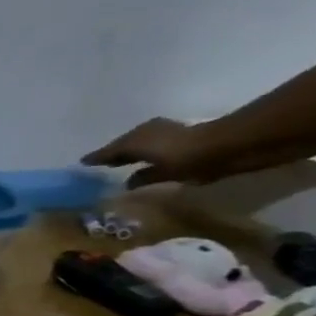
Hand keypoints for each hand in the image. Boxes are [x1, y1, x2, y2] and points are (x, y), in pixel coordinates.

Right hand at [82, 117, 240, 186]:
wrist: (232, 145)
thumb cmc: (189, 158)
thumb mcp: (163, 172)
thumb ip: (143, 177)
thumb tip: (127, 183)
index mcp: (134, 140)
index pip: (109, 151)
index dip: (96, 158)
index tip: (82, 164)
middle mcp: (144, 133)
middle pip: (123, 145)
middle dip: (113, 154)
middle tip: (100, 164)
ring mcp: (163, 132)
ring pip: (138, 144)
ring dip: (130, 153)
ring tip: (121, 164)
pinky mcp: (180, 136)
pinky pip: (152, 146)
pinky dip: (146, 153)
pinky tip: (146, 162)